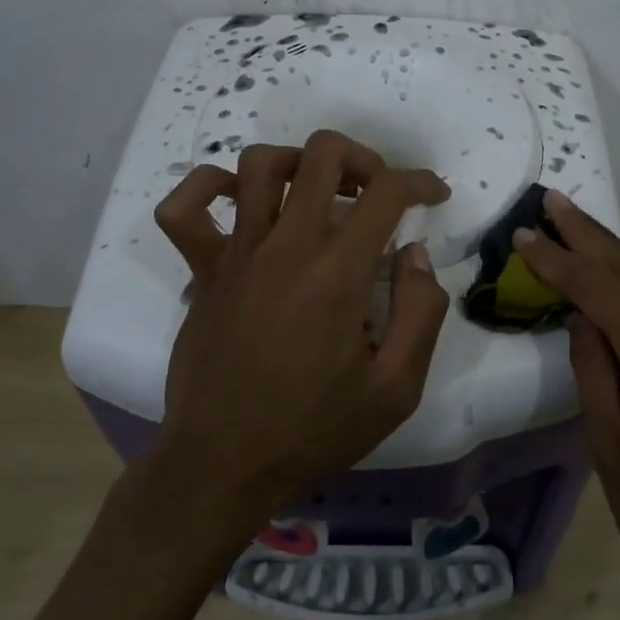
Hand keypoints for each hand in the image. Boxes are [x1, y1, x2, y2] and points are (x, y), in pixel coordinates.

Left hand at [148, 130, 451, 533]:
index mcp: (337, 273)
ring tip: (318, 193)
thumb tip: (415, 255)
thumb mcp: (396, 389)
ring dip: (299, 163)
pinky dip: (207, 187)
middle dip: (364, 158)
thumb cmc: (314, 430)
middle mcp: (285, 246)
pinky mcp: (202, 272)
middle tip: (377, 191)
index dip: (421, 182)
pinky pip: (184, 209)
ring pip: (258, 164)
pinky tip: (237, 200)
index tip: (435, 197)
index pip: (386, 192)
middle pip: (322, 154)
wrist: (223, 465)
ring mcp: (236, 254)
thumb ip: (422, 313)